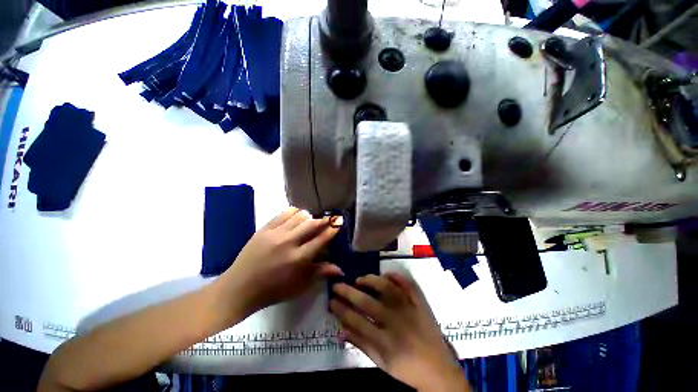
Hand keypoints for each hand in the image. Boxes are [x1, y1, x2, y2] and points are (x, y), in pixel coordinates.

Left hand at [218, 207, 342, 318]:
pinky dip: (294, 212)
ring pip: (299, 216)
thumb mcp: (300, 286)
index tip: (339, 222)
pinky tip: (297, 215)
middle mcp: (288, 243)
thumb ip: (321, 273)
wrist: (240, 288)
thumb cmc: (273, 290)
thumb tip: (341, 269)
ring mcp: (275, 234)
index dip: (332, 229)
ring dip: (309, 216)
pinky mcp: (264, 229)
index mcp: (298, 259)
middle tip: (331, 217)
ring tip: (312, 219)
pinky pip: (283, 214)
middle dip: (324, 219)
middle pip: (312, 224)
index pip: (321, 239)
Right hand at [330, 274, 470, 391]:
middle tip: (337, 285)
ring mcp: (410, 310)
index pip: (356, 320)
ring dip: (371, 280)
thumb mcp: (381, 364)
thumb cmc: (407, 369)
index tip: (331, 301)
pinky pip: (409, 285)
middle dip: (348, 292)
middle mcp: (396, 322)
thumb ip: (361, 345)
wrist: (440, 371)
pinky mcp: (421, 304)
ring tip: (359, 279)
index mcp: (385, 341)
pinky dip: (397, 277)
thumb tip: (341, 331)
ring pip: (387, 288)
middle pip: (367, 302)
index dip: (341, 309)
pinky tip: (387, 274)